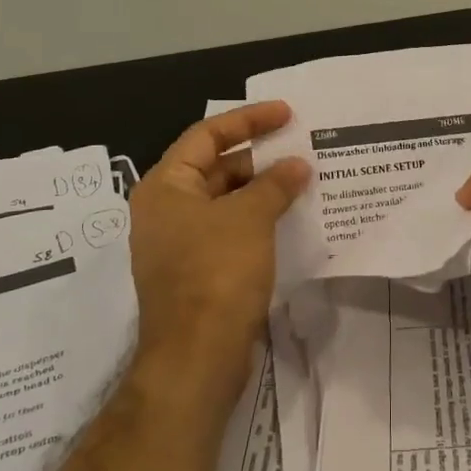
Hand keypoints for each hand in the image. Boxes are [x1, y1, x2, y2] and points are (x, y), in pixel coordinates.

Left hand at [128, 102, 310, 412]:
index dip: (248, 120)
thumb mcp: (250, 218)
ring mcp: (180, 243)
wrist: (197, 357)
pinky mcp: (198, 272)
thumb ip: (275, 184)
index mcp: (165, 187)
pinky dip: (258, 218)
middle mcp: (166, 210)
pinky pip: (230, 230)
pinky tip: (290, 217)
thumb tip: (297, 165)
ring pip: (226, 201)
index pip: (207, 135)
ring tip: (304, 178)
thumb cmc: (216, 273)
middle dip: (259, 157)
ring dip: (262, 189)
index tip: (287, 113)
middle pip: (216, 167)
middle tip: (301, 147)